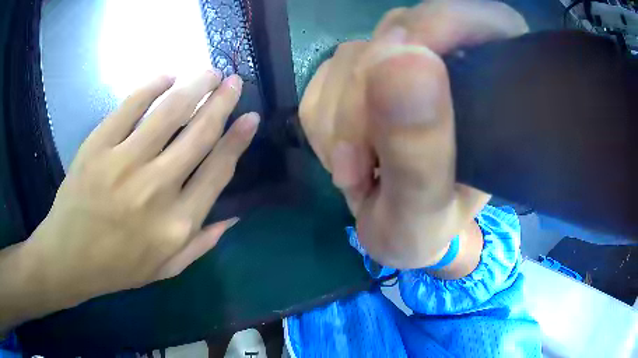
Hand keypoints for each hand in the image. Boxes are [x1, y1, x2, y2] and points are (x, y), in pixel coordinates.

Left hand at [1, 70, 258, 327]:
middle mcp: (156, 189)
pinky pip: (130, 106)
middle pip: (198, 134)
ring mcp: (124, 163)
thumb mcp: (165, 269)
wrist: (69, 258)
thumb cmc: (117, 268)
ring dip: (195, 85)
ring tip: (209, 72)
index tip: (250, 118)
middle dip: (222, 102)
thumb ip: (201, 244)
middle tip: (234, 81)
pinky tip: (167, 76)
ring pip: (169, 112)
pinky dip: (153, 85)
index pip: (217, 171)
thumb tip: (234, 217)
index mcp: (177, 224)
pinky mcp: (98, 146)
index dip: (238, 139)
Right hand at [300, 0, 526, 268]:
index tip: (399, 70)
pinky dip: (323, 122)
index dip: (439, 26)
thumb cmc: (423, 232)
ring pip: (352, 55)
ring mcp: (404, 62)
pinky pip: (325, 76)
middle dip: (365, 101)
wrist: (394, 232)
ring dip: (339, 121)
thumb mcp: (423, 212)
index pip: (480, 20)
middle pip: (399, 33)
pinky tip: (347, 155)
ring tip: (358, 171)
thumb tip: (400, 60)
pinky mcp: (364, 74)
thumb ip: (420, 150)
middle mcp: (452, 61)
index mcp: (494, 87)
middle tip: (361, 165)